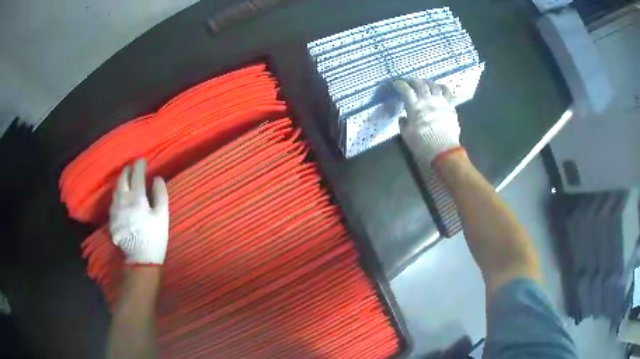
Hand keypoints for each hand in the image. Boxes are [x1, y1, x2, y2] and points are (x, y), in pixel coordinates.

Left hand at [109, 159, 168, 264]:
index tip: (143, 161)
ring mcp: (115, 209)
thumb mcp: (162, 216)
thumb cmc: (154, 237)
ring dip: (121, 180)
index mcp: (137, 198)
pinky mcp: (111, 219)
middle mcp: (123, 200)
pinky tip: (121, 196)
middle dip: (128, 170)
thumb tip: (157, 178)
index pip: (136, 174)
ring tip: (126, 178)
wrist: (140, 259)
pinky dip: (117, 193)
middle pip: (122, 178)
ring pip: (116, 189)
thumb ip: (160, 194)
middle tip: (133, 167)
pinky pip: (113, 200)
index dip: (140, 165)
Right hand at [393, 79, 461, 166]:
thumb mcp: (406, 135)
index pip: (405, 89)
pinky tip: (439, 88)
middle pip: (419, 83)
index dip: (399, 84)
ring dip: (426, 82)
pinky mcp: (450, 106)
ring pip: (433, 85)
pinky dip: (442, 87)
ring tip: (423, 84)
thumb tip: (404, 118)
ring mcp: (440, 101)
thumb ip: (403, 123)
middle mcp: (427, 100)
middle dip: (412, 81)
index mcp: (414, 106)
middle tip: (409, 83)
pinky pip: (447, 91)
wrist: (443, 151)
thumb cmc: (422, 144)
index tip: (396, 84)